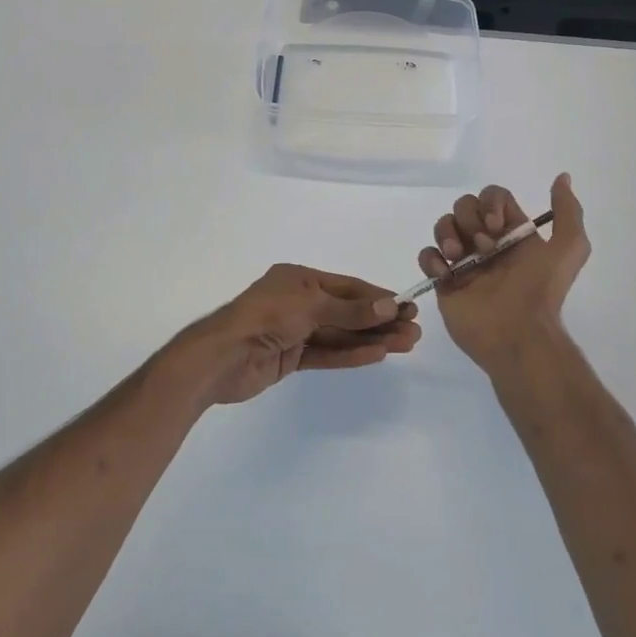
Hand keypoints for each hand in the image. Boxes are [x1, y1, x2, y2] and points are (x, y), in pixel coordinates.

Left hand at [171, 265, 421, 405]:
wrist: (222, 357)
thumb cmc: (265, 317)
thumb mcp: (310, 306)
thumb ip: (350, 310)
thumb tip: (389, 306)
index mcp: (299, 279)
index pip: (347, 287)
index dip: (377, 297)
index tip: (407, 307)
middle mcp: (298, 301)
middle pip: (347, 311)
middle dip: (379, 321)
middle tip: (413, 332)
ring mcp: (294, 331)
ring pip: (340, 334)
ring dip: (371, 339)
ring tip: (405, 345)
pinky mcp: (290, 357)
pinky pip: (326, 353)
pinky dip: (350, 354)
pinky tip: (377, 355)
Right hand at [420, 175, 589, 373]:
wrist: (518, 334)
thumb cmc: (541, 290)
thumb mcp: (568, 248)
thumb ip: (568, 211)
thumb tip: (562, 177)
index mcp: (511, 232)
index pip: (492, 197)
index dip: (490, 203)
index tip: (497, 225)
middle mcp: (486, 242)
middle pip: (464, 206)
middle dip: (469, 220)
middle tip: (484, 247)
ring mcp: (463, 261)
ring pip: (443, 225)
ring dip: (448, 234)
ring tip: (458, 258)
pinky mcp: (444, 281)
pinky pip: (427, 255)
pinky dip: (431, 258)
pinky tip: (445, 273)